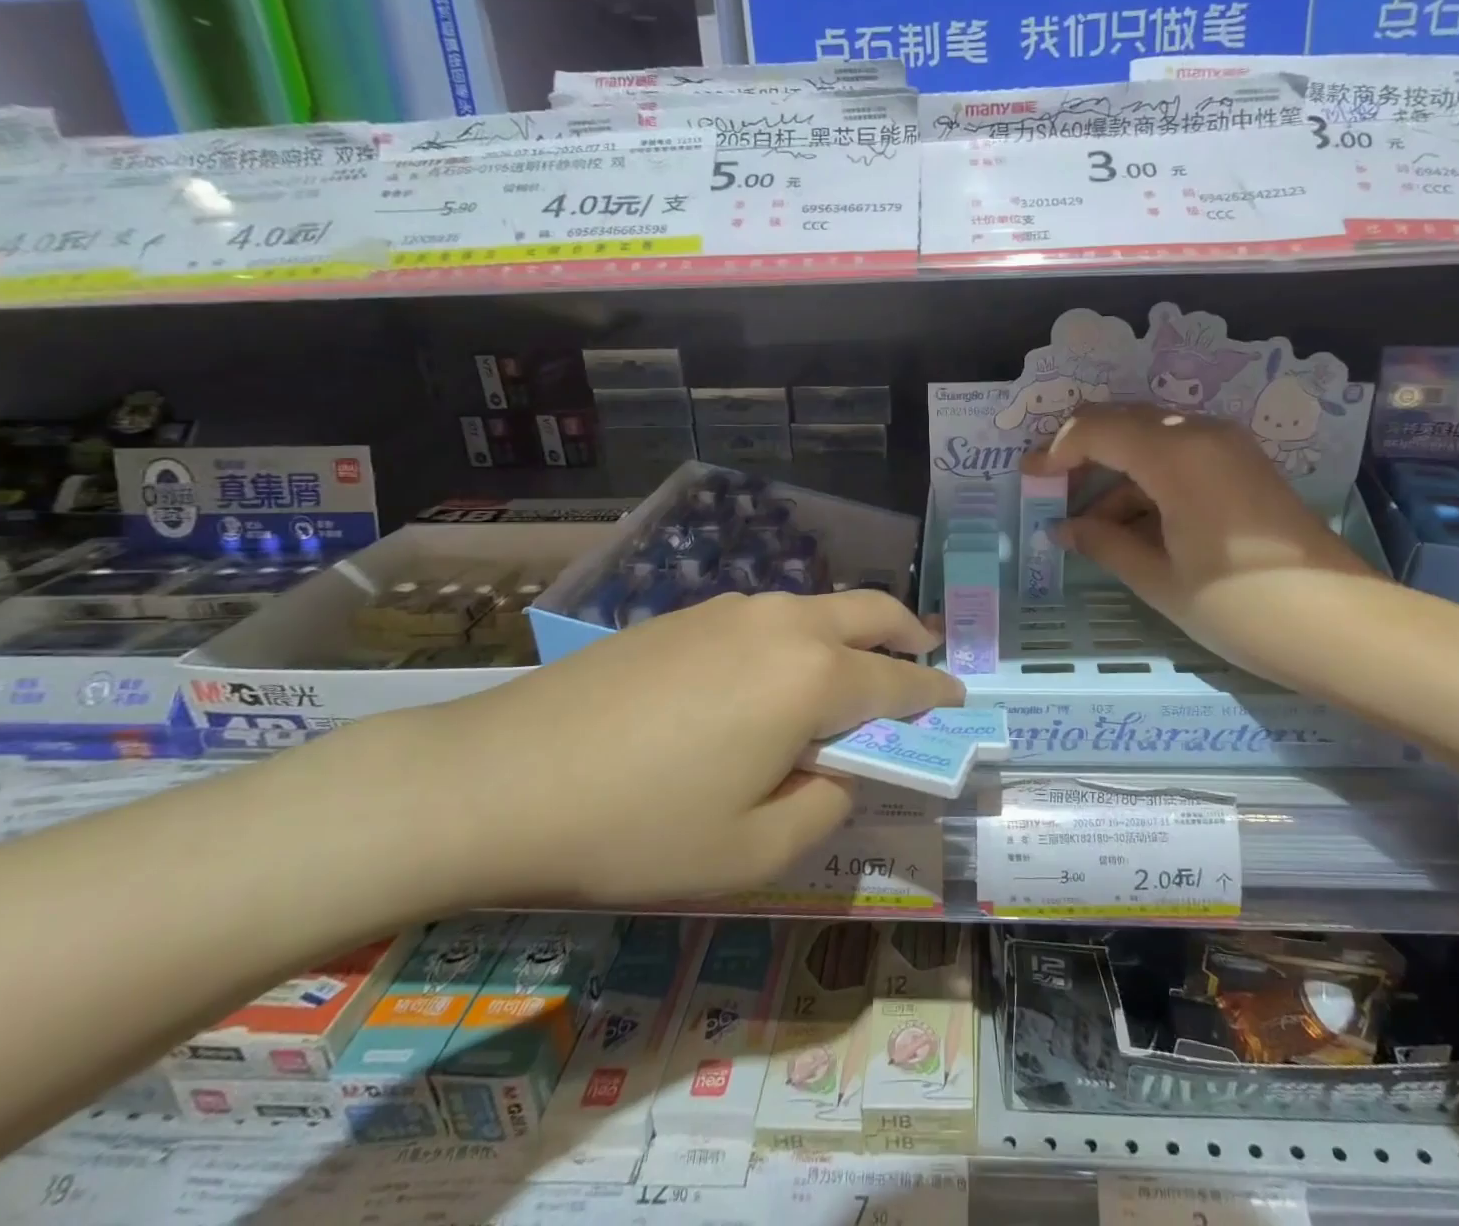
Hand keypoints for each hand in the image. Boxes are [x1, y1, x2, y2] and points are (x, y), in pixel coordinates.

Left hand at [424, 590, 962, 906]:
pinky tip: (771, 677)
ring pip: (817, 607)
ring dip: (851, 633)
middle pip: (870, 610)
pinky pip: (769, 617)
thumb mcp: (751, 850)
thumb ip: (822, 807)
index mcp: (810, 676)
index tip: (959, 701)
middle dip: (908, 634)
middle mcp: (781, 624)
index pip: (899, 682)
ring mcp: (728, 610)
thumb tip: (837, 771)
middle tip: (923, 661)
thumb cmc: (637, 827)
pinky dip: (799, 637)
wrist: (498, 778)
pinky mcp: (685, 614)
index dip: (936, 694)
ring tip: (848, 675)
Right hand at [1021, 405, 1375, 674]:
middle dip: (1083, 452)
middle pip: (1125, 422)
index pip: (1098, 429)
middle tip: (1052, 490)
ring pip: (1153, 441)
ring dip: (1116, 474)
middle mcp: (1202, 434)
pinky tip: (1132, 526)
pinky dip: (1149, 483)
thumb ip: (1104, 543)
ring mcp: (1229, 449)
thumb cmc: (1238, 605)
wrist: (1339, 626)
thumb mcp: (1159, 578)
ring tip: (1090, 526)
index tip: (1029, 477)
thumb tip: (1064, 529)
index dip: (1056, 450)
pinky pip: (1181, 458)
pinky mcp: (1244, 468)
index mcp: (1176, 454)